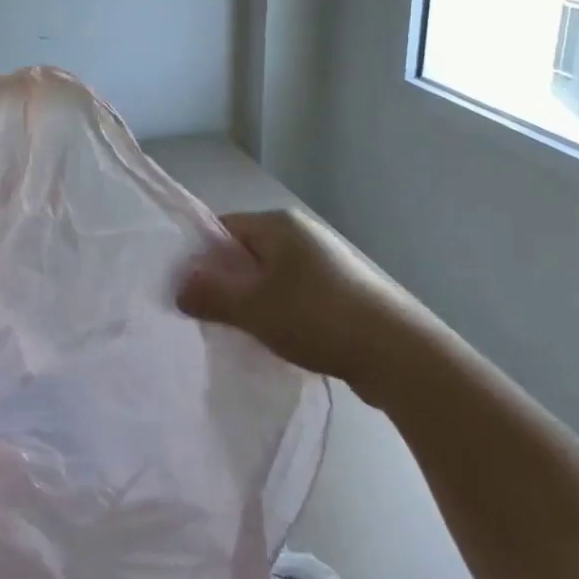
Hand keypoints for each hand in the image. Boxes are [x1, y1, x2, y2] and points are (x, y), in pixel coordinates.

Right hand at [177, 210, 414, 383]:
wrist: (397, 353)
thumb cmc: (317, 317)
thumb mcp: (253, 307)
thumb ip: (211, 294)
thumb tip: (180, 286)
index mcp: (279, 224)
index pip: (225, 227)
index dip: (202, 256)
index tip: (188, 289)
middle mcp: (302, 234)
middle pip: (247, 252)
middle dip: (227, 282)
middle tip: (209, 315)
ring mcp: (326, 262)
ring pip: (271, 276)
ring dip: (254, 300)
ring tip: (241, 331)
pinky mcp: (342, 290)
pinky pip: (295, 293)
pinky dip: (281, 311)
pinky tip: (278, 339)